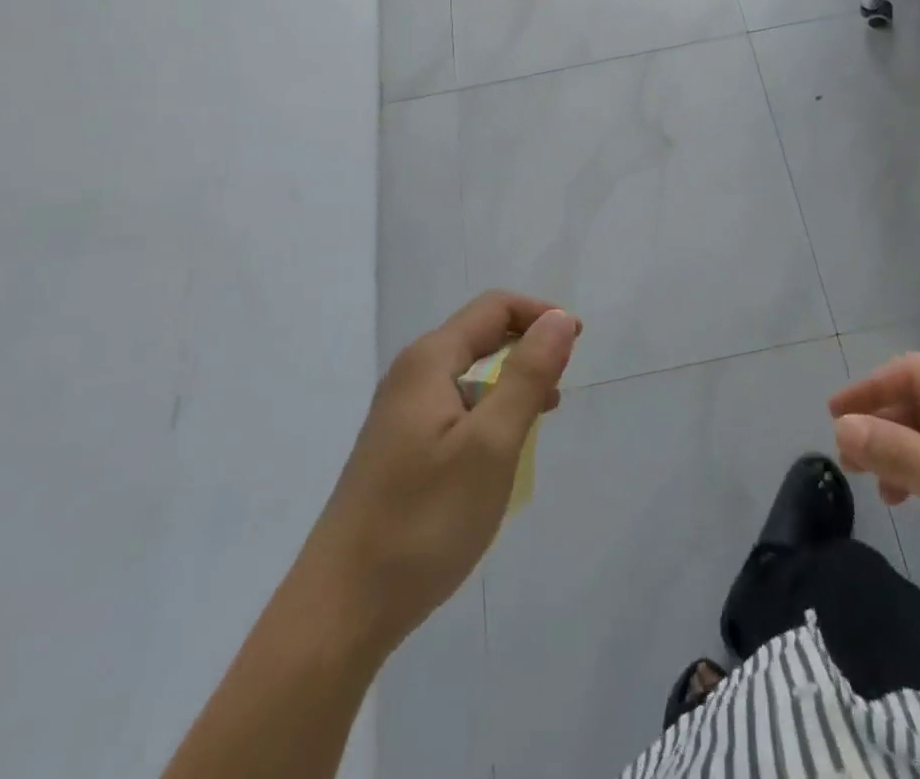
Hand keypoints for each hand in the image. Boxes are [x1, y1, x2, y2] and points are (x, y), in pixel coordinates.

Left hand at [302, 291, 579, 657]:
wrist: (340, 610)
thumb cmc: (424, 521)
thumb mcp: (491, 444)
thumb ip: (527, 375)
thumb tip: (559, 319)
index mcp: (430, 361)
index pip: (495, 308)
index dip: (541, 314)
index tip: (578, 341)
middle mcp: (411, 374)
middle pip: (480, 334)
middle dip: (527, 346)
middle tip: (562, 381)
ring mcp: (400, 412)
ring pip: (469, 372)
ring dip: (511, 380)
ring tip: (543, 415)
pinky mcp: (399, 446)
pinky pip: (455, 405)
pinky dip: (489, 410)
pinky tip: (502, 449)